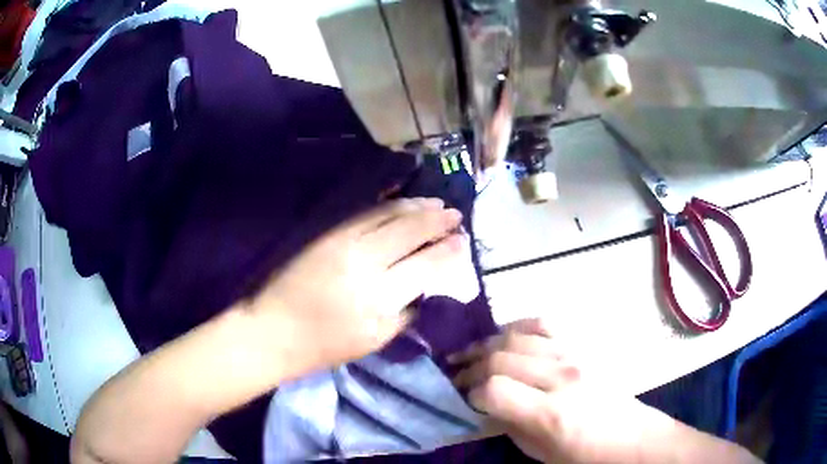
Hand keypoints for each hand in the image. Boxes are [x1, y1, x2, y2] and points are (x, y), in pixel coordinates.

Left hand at [249, 198, 463, 376]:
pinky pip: (366, 214)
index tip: (463, 242)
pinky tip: (405, 203)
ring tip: (437, 204)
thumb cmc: (324, 347)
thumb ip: (407, 312)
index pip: (426, 266)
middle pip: (411, 233)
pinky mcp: (328, 235)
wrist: (273, 331)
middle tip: (456, 215)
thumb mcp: (374, 340)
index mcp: (380, 302)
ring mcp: (344, 245)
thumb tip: (430, 285)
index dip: (449, 251)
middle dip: (438, 221)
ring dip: (417, 207)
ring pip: (390, 216)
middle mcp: (366, 267)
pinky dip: (390, 206)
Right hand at [450, 319, 668, 463]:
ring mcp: (574, 355)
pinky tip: (504, 337)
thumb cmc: (582, 454)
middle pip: (500, 357)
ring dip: (486, 344)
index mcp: (551, 413)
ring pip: (516, 336)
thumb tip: (481, 405)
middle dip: (470, 367)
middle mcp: (562, 377)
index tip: (463, 399)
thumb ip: (507, 425)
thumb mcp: (538, 452)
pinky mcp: (581, 345)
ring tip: (471, 354)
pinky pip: (542, 323)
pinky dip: (517, 327)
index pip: (493, 389)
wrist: (628, 436)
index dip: (470, 394)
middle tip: (457, 376)